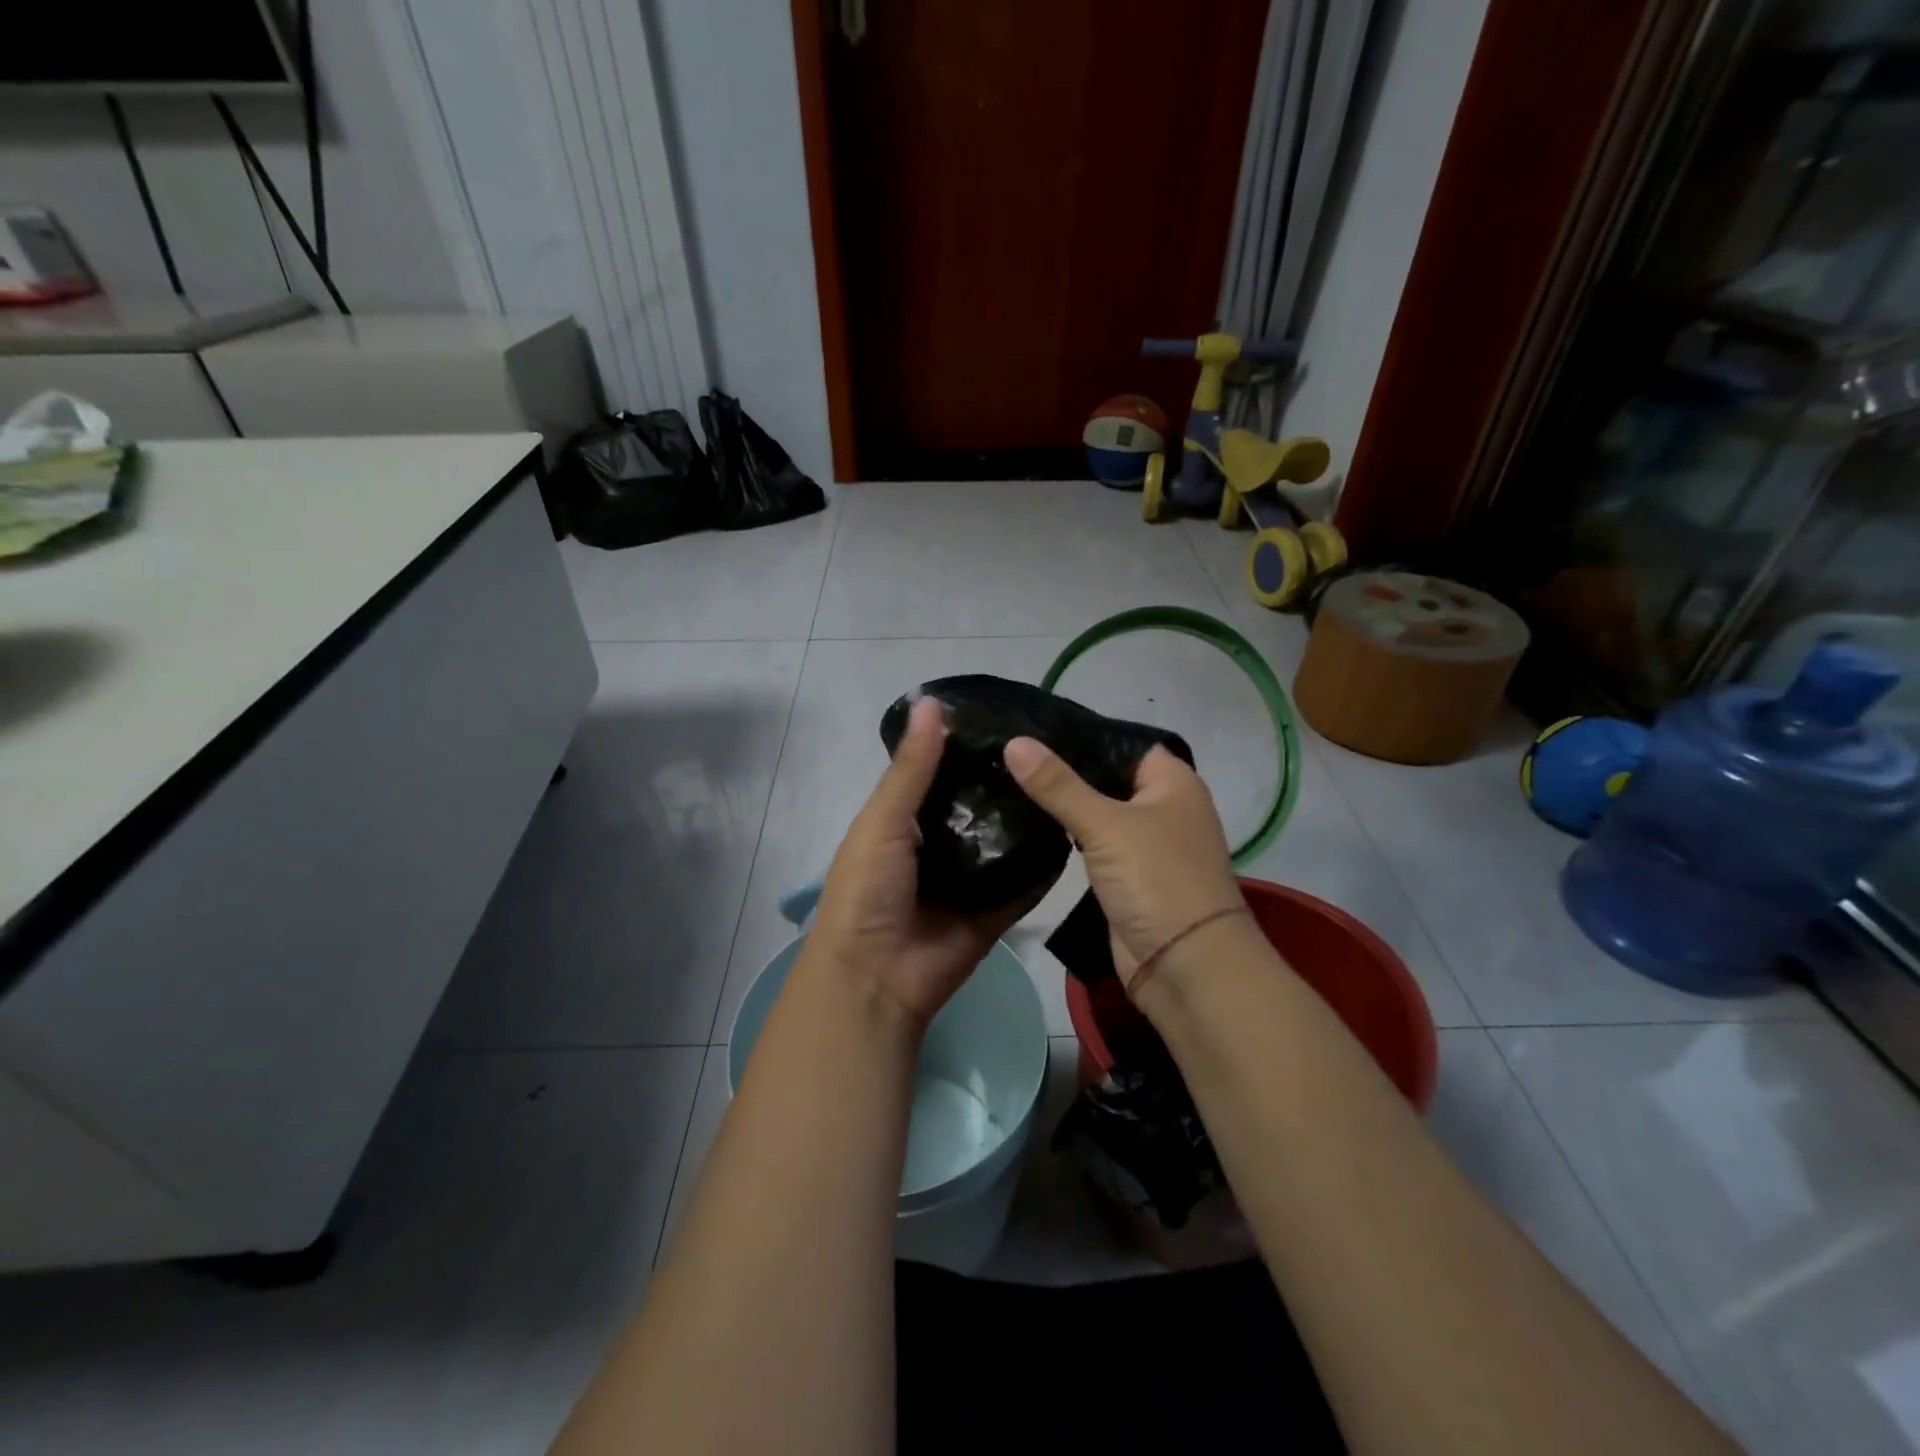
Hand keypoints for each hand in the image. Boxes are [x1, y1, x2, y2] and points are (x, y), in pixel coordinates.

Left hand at [805, 698, 1049, 1030]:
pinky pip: (1025, 884)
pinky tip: (1076, 832)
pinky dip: (1044, 866)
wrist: (876, 977)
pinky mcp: (995, 911)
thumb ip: (912, 768)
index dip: (970, 746)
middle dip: (1008, 781)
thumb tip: (931, 701)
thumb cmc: (868, 889)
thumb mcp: (883, 820)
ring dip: (1030, 818)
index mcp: (907, 821)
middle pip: (980, 806)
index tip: (1011, 716)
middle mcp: (941, 845)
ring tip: (1074, 778)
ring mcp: (970, 880)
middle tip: (1056, 745)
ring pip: (1006, 842)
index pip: (944, 774)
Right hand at [1003, 737, 1243, 987]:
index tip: (1031, 725)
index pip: (1121, 741)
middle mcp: (1164, 806)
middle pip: (1107, 776)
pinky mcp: (1129, 875)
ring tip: (1010, 779)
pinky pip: (1094, 843)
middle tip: (1010, 752)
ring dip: (1064, 803)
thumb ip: (1057, 785)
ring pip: (1099, 811)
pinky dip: (1069, 834)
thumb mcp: (1105, 826)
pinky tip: (1031, 821)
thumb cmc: (1156, 880)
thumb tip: (1014, 742)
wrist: (1185, 965)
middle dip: (1064, 769)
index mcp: (1173, 781)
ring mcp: (1147, 843)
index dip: (1080, 734)